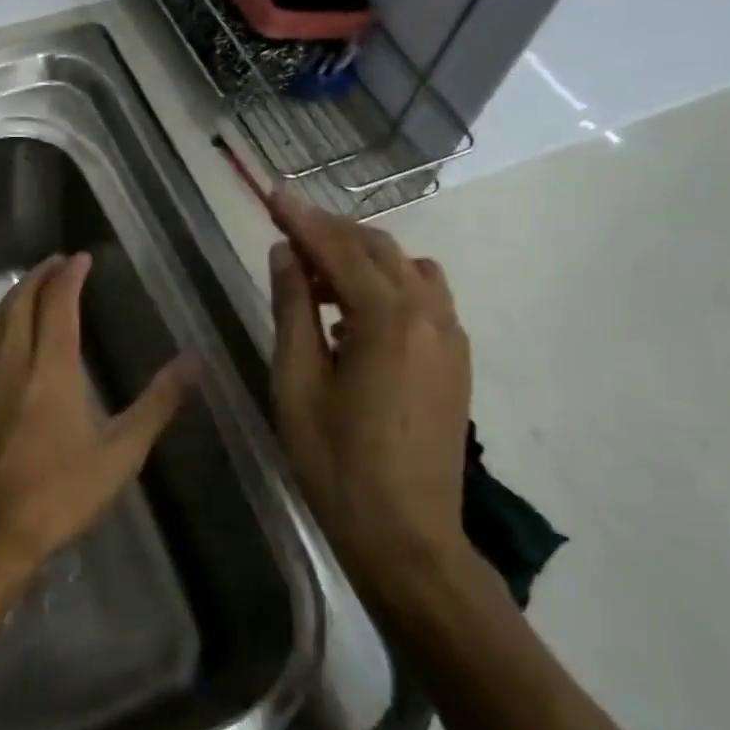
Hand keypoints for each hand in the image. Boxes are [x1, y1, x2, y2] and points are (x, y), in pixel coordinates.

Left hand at [0, 253, 195, 579]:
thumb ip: (158, 404)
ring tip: (28, 290)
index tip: (81, 258)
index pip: (59, 304)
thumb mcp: (121, 453)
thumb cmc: (61, 495)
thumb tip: (194, 362)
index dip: (69, 275)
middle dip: (39, 277)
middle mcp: (12, 365)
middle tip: (57, 263)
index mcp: (52, 369)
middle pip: (21, 304)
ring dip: (11, 300)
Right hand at [267, 195, 475, 611]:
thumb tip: (284, 254)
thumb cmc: (336, 463)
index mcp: (387, 319)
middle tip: (287, 233)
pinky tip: (355, 316)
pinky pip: (425, 298)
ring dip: (363, 258)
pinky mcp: (457, 362)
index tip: (273, 193)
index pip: (339, 249)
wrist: (407, 536)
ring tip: (318, 276)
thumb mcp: (297, 384)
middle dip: (331, 233)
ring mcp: (451, 338)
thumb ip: (292, 311)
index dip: (302, 219)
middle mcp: (429, 315)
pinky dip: (388, 286)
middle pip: (379, 249)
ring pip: (408, 269)